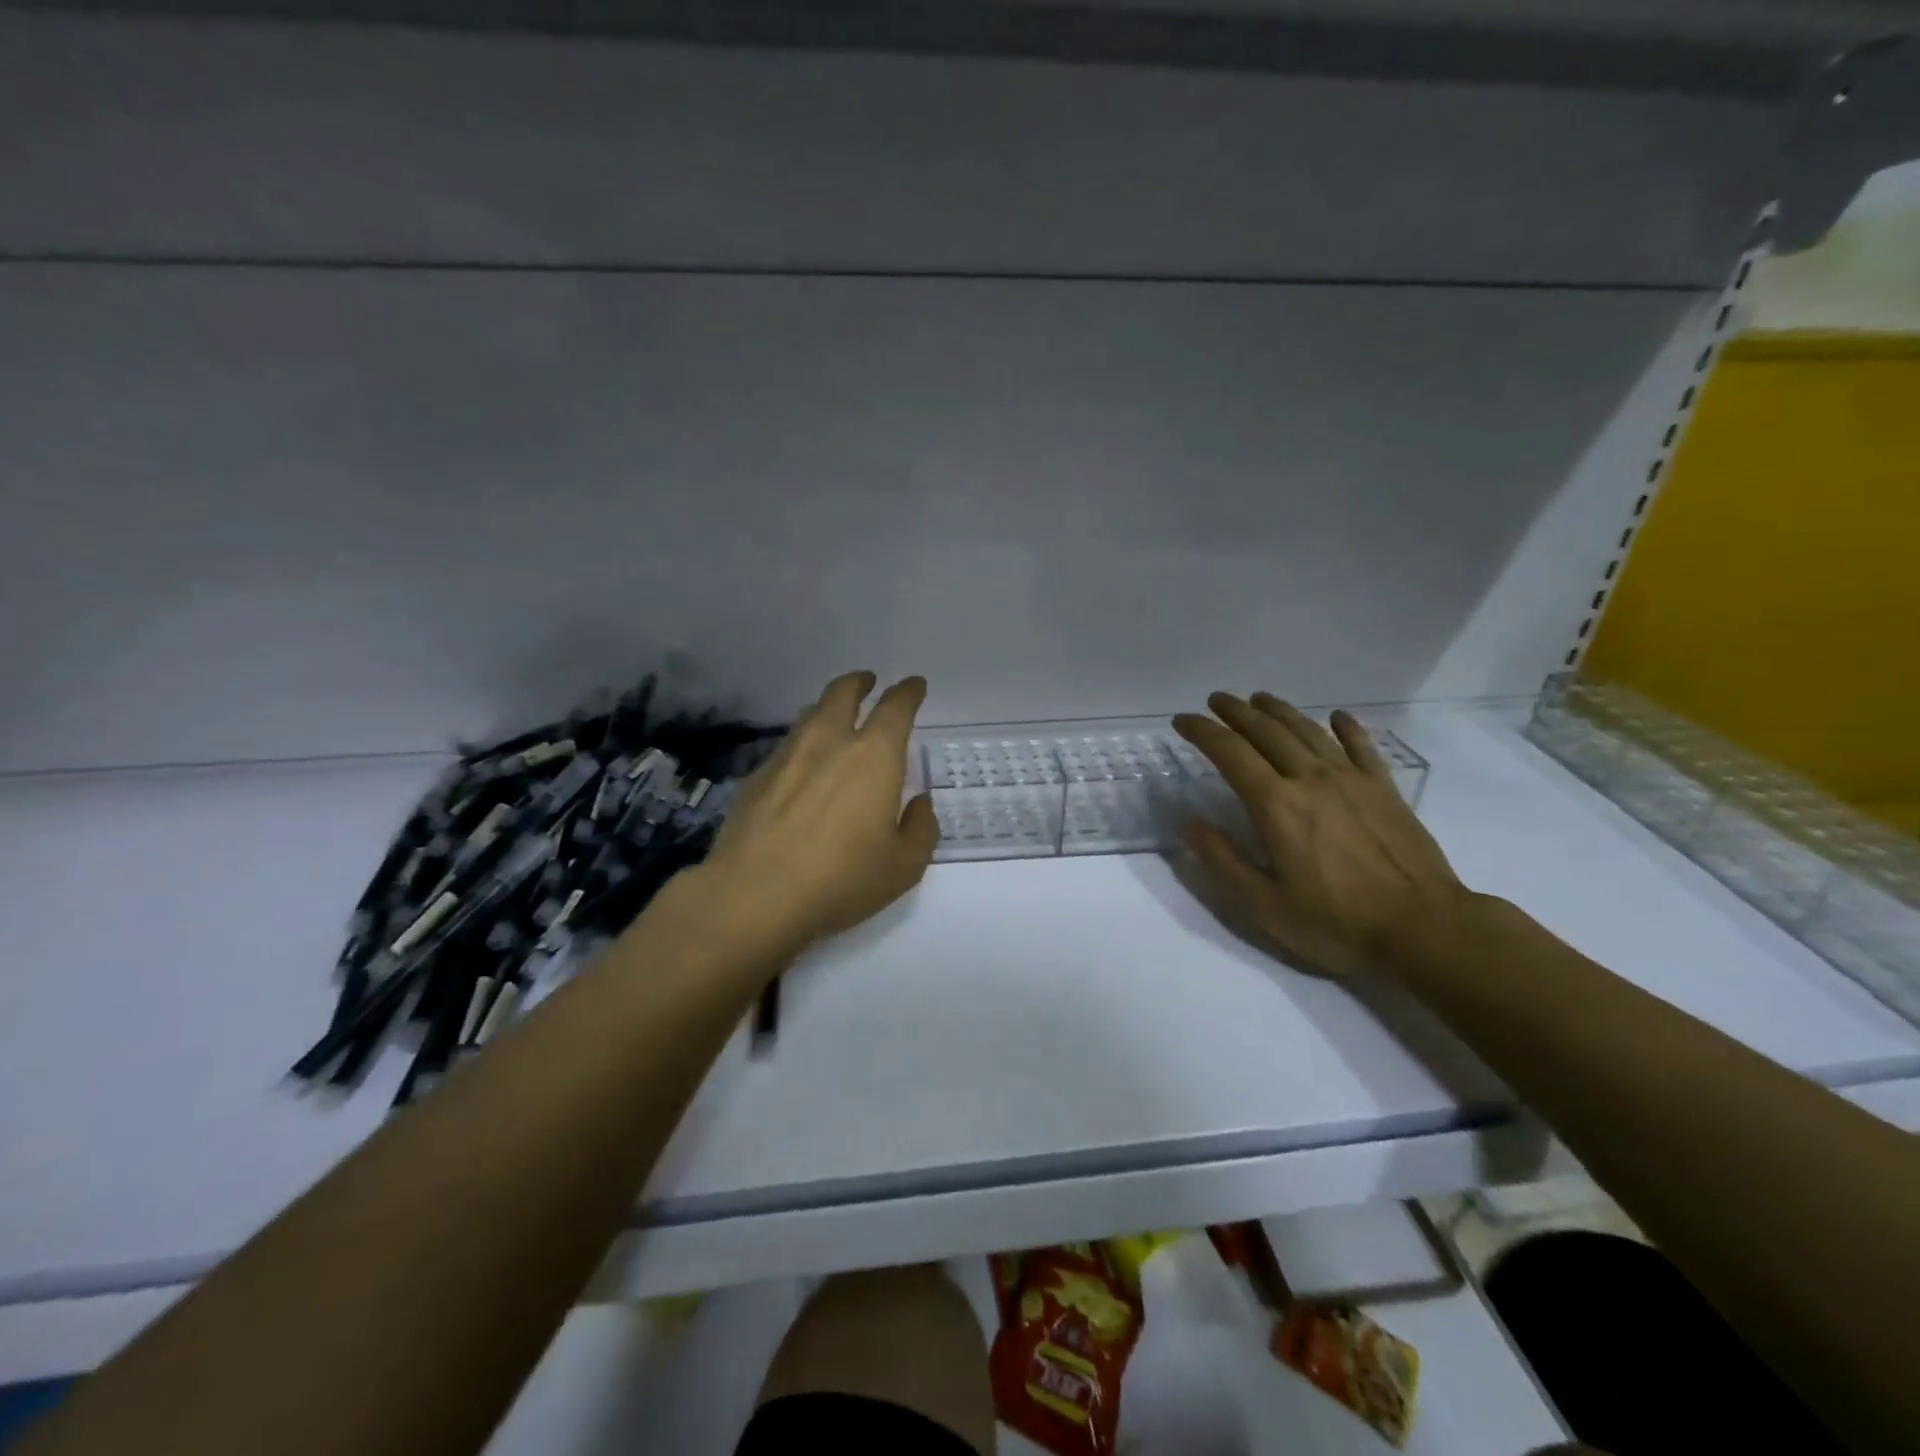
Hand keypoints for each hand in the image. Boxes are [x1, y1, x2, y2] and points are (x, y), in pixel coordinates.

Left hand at [703, 671, 939, 950]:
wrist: (754, 896)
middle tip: (868, 683)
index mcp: (874, 756)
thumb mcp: (904, 866)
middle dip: (860, 682)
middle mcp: (829, 743)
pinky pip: (786, 747)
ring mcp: (787, 756)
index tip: (914, 686)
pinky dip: (802, 745)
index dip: (908, 692)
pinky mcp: (756, 777)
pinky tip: (802, 769)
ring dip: (827, 709)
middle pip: (843, 692)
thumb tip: (919, 804)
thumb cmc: (841, 880)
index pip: (896, 707)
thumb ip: (921, 828)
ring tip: (835, 720)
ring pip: (810, 715)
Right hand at [1171, 692, 1466, 977]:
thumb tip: (1188, 824)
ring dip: (1279, 710)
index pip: (1230, 753)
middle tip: (1215, 699)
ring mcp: (1352, 780)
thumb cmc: (1337, 922)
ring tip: (1259, 698)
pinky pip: (1361, 746)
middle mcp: (1311, 779)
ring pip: (1308, 731)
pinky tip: (1336, 716)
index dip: (1203, 732)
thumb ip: (1223, 861)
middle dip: (1236, 712)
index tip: (1182, 720)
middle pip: (1267, 732)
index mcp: (1276, 805)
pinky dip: (1345, 727)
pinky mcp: (1384, 789)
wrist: (1425, 928)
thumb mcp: (1265, 905)